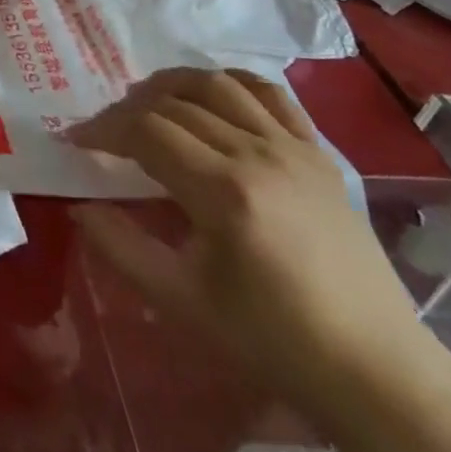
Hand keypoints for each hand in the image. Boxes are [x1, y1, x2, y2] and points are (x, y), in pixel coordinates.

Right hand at [69, 68, 443, 428]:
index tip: (75, 139)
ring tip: (147, 103)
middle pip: (175, 104)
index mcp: (223, 191)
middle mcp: (258, 153)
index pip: (146, 131)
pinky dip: (231, 83)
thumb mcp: (182, 301)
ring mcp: (294, 148)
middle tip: (104, 131)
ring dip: (172, 84)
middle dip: (127, 110)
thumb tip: (79, 207)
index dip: (103, 129)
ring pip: (219, 85)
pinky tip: (211, 96)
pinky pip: (270, 95)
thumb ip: (121, 247)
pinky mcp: (319, 154)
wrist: (375, 369)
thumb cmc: (272, 340)